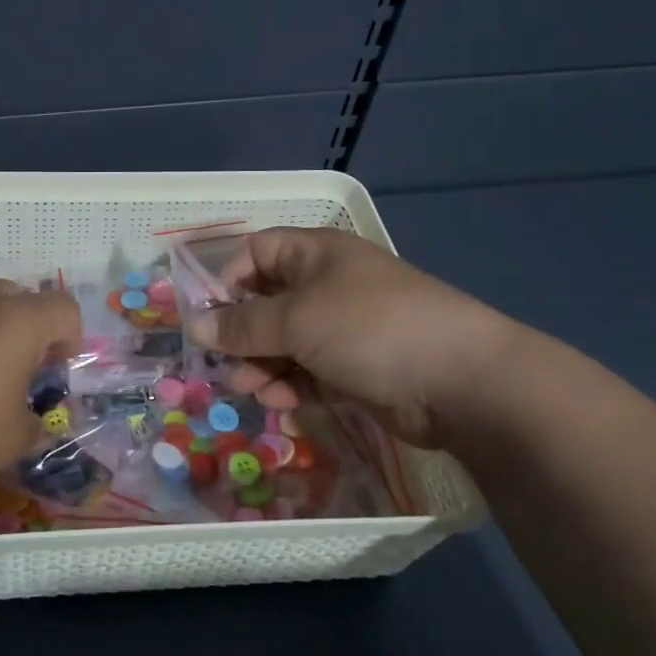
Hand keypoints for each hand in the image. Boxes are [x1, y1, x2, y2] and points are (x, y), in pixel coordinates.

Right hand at [185, 227, 519, 449]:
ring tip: (252, 391)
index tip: (206, 316)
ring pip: (283, 343)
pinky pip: (307, 372)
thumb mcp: (297, 319)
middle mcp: (326, 286)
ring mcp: (343, 329)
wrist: (459, 381)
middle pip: (266, 303)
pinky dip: (289, 385)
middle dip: (241, 335)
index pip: (256, 252)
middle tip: (223, 365)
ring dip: (261, 366)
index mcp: (315, 254)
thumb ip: (242, 325)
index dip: (227, 279)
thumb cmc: (369, 328)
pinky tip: (280, 403)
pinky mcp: (354, 369)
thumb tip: (196, 325)